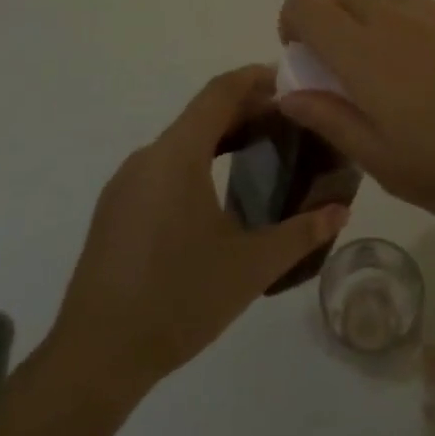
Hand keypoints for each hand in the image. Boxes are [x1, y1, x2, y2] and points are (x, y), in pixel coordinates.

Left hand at [52, 65, 348, 390]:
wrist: (95, 357)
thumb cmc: (178, 299)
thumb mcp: (250, 267)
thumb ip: (300, 233)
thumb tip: (339, 211)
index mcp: (178, 154)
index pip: (220, 92)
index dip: (256, 78)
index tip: (291, 83)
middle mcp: (148, 156)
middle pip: (202, 113)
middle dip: (246, 109)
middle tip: (290, 121)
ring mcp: (126, 183)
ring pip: (181, 140)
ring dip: (221, 136)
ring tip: (262, 151)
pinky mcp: (116, 208)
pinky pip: (163, 165)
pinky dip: (197, 160)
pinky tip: (217, 193)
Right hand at [277, 0, 434, 238]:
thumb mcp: (384, 163)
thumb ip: (332, 119)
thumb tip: (289, 92)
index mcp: (364, 53)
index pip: (307, 3)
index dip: (291, 21)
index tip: (302, 59)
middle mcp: (395, 19)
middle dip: (328, 13)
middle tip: (342, 65)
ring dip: (368, 10)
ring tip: (385, 63)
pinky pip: (423, 3)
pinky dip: (407, 20)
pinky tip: (433, 72)